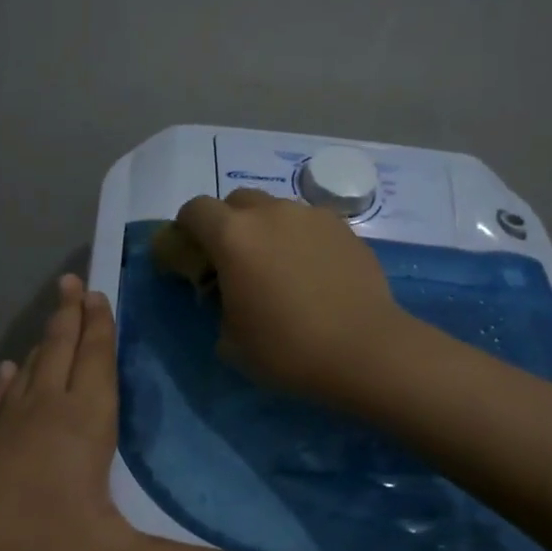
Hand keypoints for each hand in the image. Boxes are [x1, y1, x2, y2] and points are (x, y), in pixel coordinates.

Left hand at [0, 275, 257, 550]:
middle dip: (72, 317)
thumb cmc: (32, 543)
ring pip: (32, 370)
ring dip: (46, 339)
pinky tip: (6, 370)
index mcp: (82, 424)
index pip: (97, 362)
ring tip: (53, 313)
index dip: (101, 327)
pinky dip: (7, 381)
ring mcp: (5, 425)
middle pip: (63, 352)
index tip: (98, 291)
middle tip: (72, 281)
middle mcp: (44, 411)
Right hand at [173, 189, 417, 403]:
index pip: (195, 210)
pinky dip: (301, 239)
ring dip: (267, 229)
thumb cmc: (288, 350)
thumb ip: (219, 306)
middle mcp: (271, 213)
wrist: (364, 350)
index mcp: (233, 236)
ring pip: (276, 210)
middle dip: (228, 224)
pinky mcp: (344, 228)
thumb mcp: (231, 341)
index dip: (186, 228)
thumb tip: (229, 296)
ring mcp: (311, 216)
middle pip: (237, 201)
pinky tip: (313, 272)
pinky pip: (309, 224)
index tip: (191, 253)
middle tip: (235, 261)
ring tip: (279, 267)